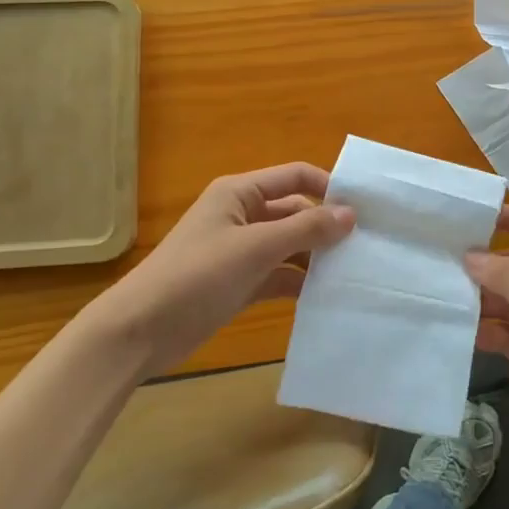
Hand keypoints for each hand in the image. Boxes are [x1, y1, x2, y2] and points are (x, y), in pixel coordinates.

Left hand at [87, 163, 353, 376]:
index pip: (295, 177)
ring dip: (315, 257)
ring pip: (289, 246)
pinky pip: (278, 275)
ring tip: (354, 272)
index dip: (328, 187)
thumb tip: (351, 214)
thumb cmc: (196, 276)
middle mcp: (242, 216)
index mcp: (240, 193)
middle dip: (326, 227)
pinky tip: (326, 296)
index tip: (365, 209)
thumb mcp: (255, 248)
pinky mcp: (239, 283)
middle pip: (295, 212)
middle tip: (368, 246)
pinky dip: (299, 282)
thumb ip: (305, 230)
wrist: (140, 331)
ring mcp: (240, 252)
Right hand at [466, 206, 508, 478]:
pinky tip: (458, 328)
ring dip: (481, 297)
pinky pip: (504, 329)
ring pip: (507, 298)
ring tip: (442, 293)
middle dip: (486, 263)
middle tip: (441, 259)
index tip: (470, 217)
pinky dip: (485, 328)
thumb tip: (470, 255)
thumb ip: (508, 278)